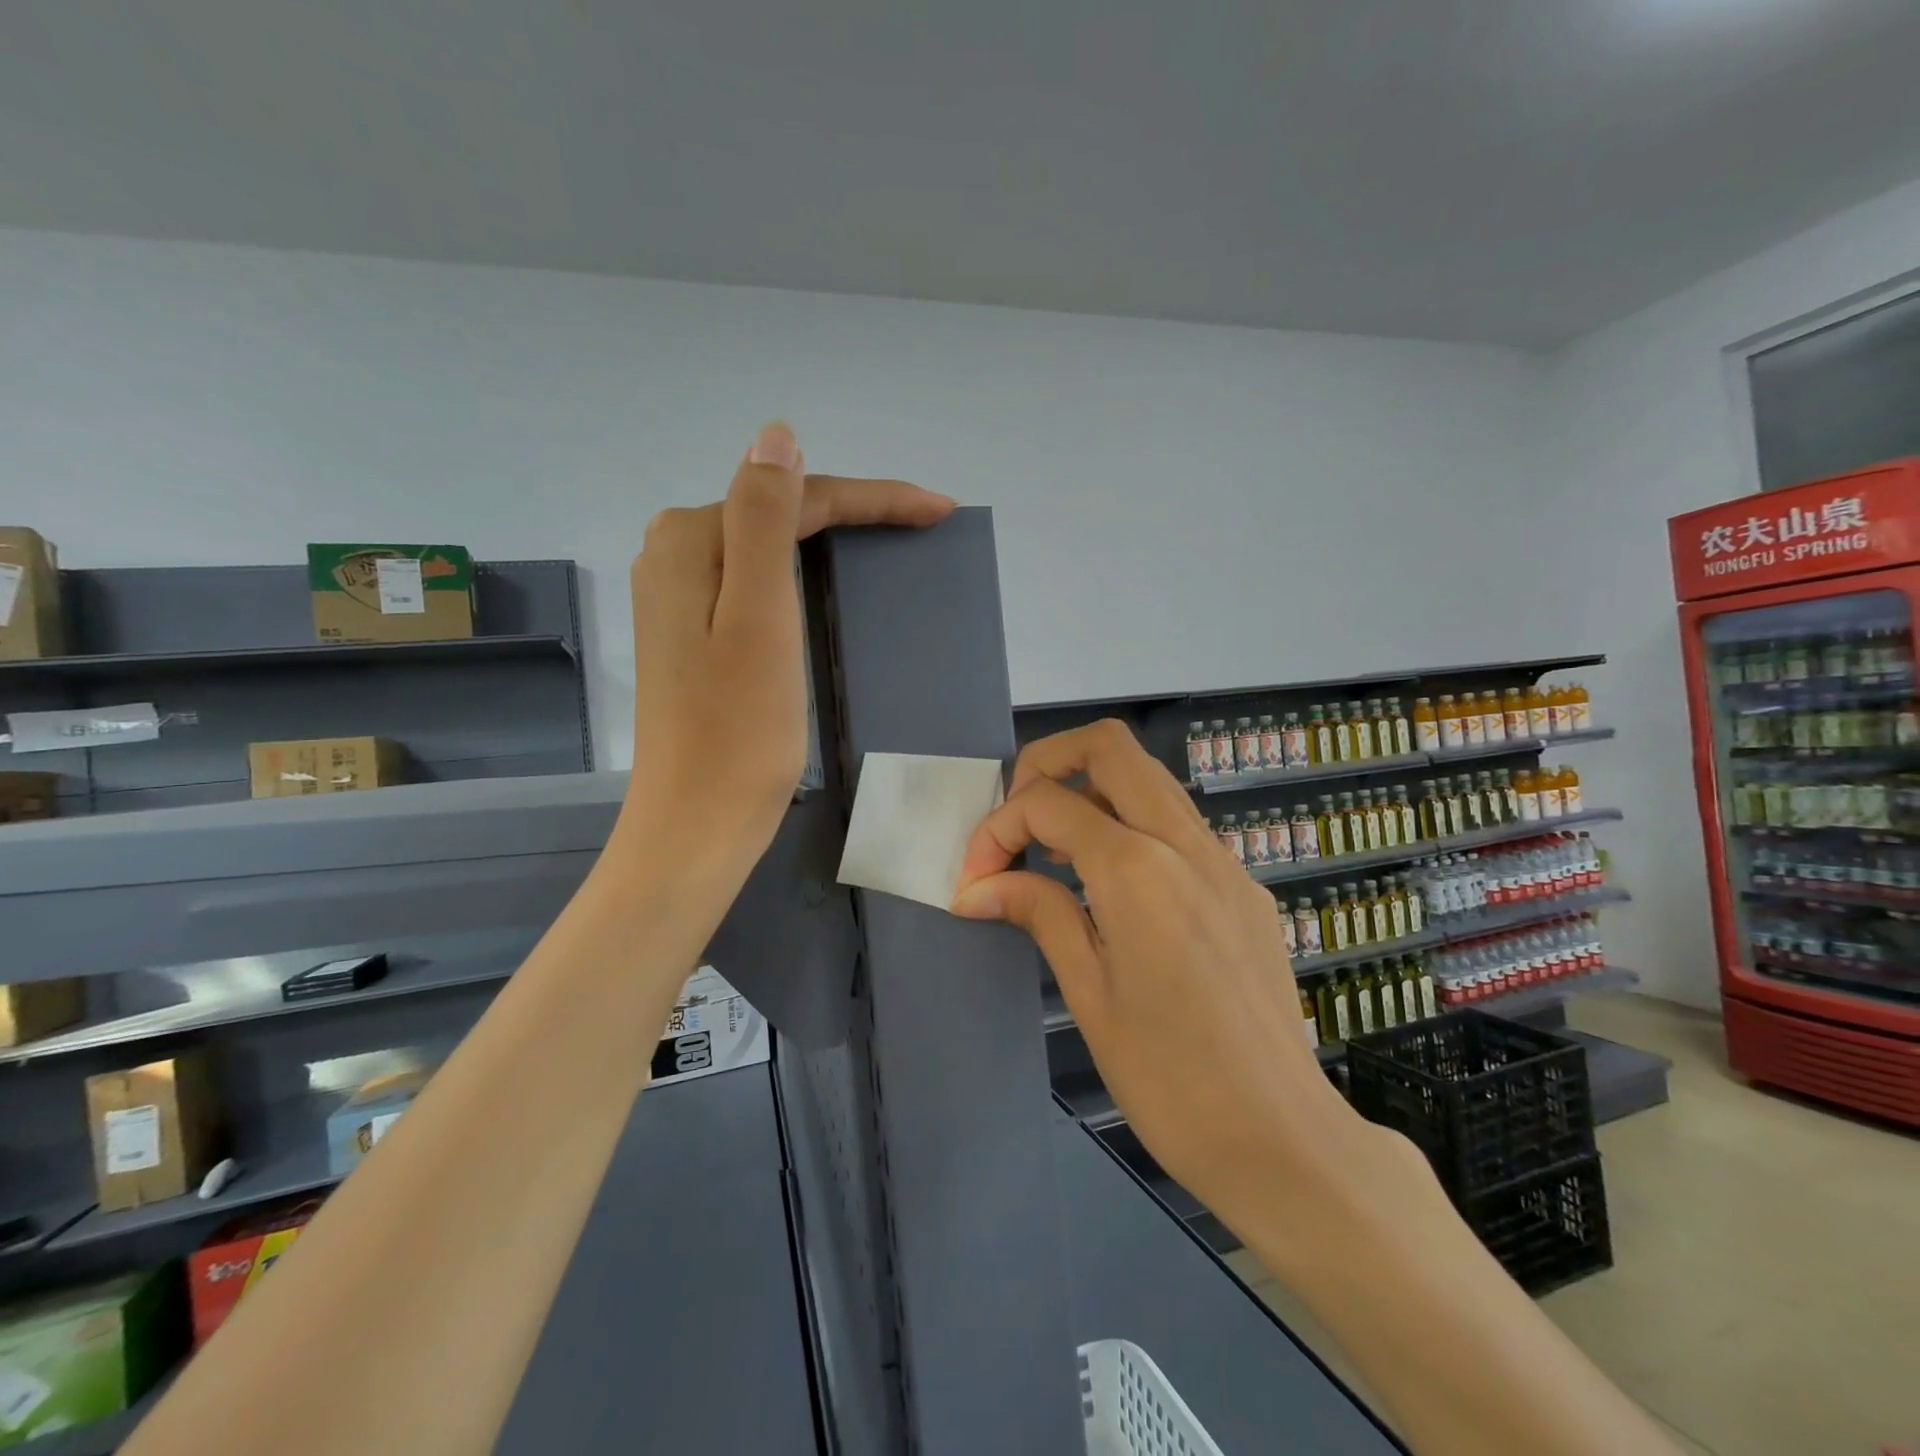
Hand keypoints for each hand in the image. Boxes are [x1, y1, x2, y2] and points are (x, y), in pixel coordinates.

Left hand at [622, 421, 953, 884]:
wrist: (697, 823)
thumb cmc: (739, 731)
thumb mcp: (760, 618)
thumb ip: (762, 520)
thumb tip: (777, 435)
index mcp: (690, 540)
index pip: (794, 496)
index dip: (872, 497)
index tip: (939, 510)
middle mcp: (674, 554)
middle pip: (779, 513)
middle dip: (854, 510)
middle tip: (923, 521)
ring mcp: (678, 596)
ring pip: (768, 545)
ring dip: (830, 536)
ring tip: (890, 539)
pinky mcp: (692, 633)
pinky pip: (756, 580)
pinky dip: (801, 572)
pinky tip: (826, 578)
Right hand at [951, 720, 1369, 1226]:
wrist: (1283, 1140)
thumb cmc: (1171, 1081)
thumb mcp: (1089, 994)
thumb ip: (1039, 913)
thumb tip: (978, 887)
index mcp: (1138, 870)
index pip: (1047, 804)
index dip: (996, 831)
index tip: (976, 881)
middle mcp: (1186, 843)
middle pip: (1109, 746)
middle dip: (1047, 763)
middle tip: (1018, 822)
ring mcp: (1225, 860)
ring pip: (1150, 777)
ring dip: (1092, 789)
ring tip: (1056, 851)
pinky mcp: (1245, 885)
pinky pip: (1179, 823)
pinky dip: (1132, 824)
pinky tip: (1114, 888)